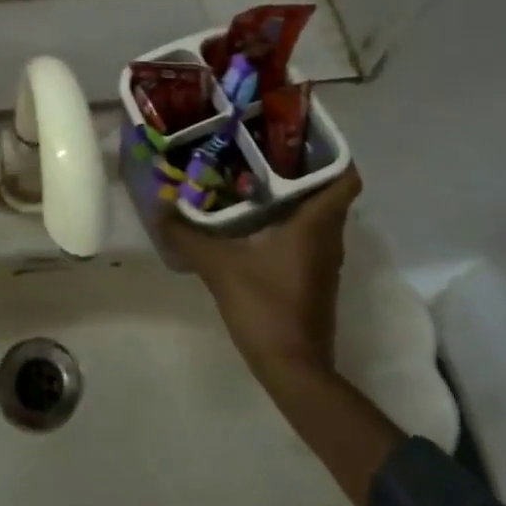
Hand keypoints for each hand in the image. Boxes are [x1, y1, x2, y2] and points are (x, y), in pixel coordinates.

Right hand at [163, 168, 362, 385]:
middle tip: (263, 148)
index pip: (345, 178)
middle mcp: (328, 238)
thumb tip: (160, 207)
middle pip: (327, 191)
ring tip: (253, 176)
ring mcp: (323, 261)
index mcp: (315, 225)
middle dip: (301, 167)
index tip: (301, 135)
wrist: (294, 370)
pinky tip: (254, 220)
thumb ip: (187, 235)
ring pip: (317, 215)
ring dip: (294, 195)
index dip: (332, 152)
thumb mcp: (219, 267)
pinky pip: (308, 236)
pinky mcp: (314, 279)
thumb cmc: (265, 307)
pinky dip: (288, 221)